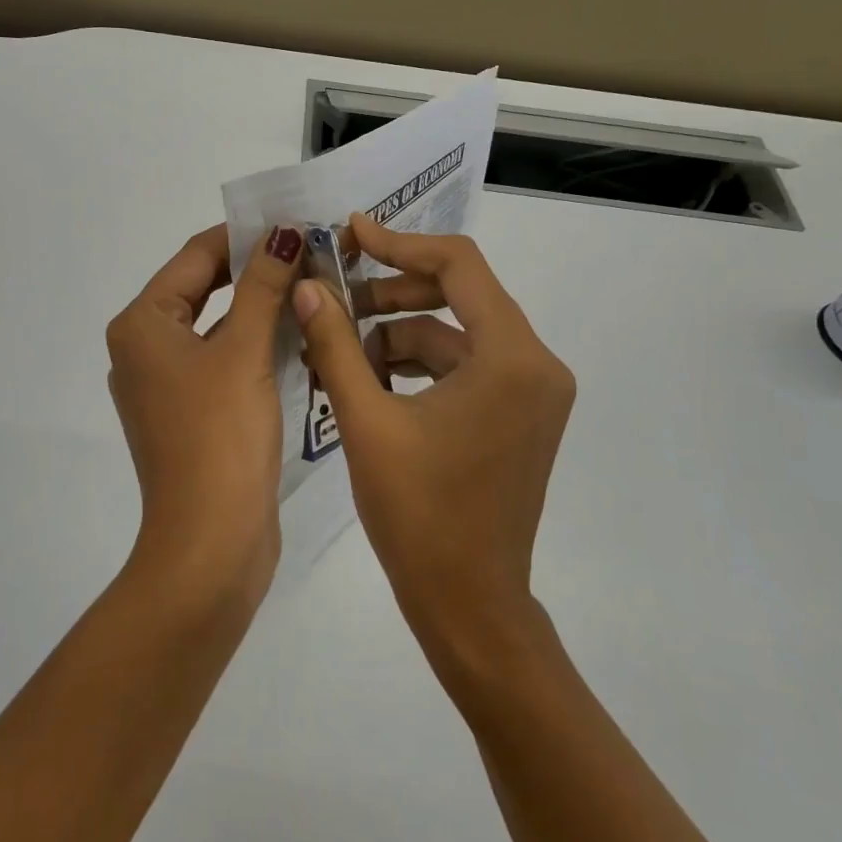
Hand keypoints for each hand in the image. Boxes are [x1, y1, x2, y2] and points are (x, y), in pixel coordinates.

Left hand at [106, 224, 305, 601]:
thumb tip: (283, 232)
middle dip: (256, 271)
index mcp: (142, 324)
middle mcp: (144, 348)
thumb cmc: (220, 437)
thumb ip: (263, 286)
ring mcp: (165, 385)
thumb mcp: (244, 351)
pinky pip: (223, 362)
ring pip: (218, 327)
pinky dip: (256, 345)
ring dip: (261, 308)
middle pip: (204, 289)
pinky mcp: (190, 414)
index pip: (195, 256)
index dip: (245, 235)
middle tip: (313, 253)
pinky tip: (300, 336)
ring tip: (315, 286)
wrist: (209, 544)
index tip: (297, 222)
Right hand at [291, 213, 575, 662]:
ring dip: (396, 333)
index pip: (459, 265)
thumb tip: (305, 286)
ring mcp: (531, 392)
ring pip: (455, 334)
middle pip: (459, 295)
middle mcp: (536, 364)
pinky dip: (416, 365)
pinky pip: (462, 367)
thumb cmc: (419, 515)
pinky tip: (366, 380)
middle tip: (333, 295)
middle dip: (391, 292)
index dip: (399, 243)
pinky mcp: (517, 414)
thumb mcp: (366, 421)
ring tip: (337, 349)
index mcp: (512, 358)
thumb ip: (335, 344)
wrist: (468, 605)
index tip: (349, 235)